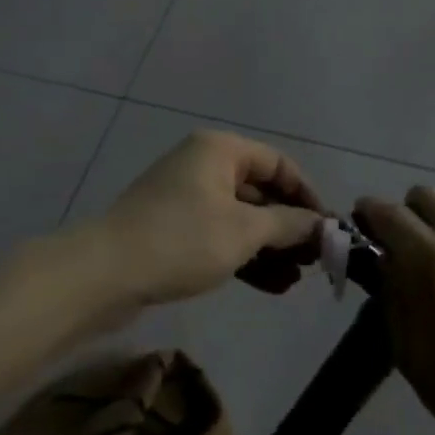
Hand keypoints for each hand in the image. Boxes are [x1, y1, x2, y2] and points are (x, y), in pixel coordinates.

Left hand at [100, 131, 326, 310]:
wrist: (105, 273)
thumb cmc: (182, 239)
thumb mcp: (244, 231)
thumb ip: (290, 225)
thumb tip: (324, 225)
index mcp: (220, 150)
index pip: (278, 163)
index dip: (307, 194)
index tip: (328, 228)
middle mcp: (204, 165)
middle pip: (260, 191)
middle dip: (290, 227)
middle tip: (316, 260)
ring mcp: (186, 198)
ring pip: (241, 218)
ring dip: (271, 247)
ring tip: (297, 280)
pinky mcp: (174, 228)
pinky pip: (220, 235)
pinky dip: (245, 255)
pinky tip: (272, 285)